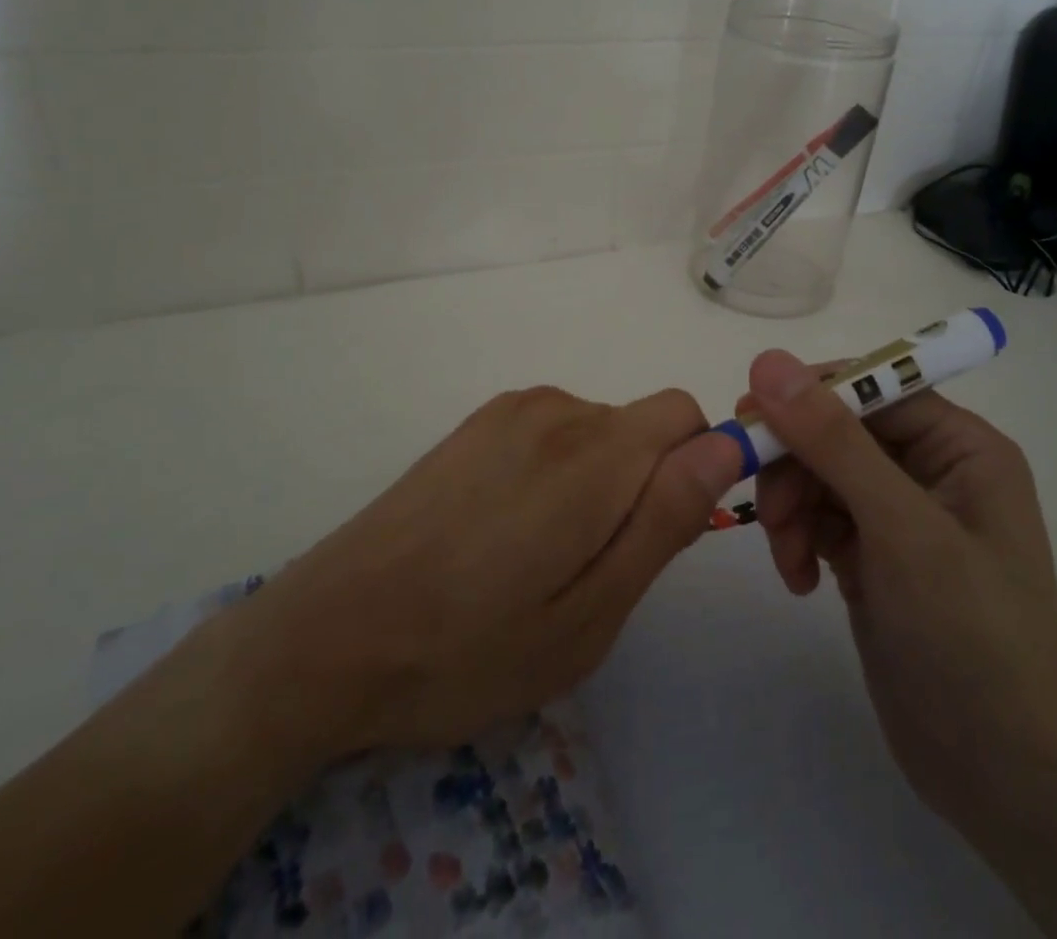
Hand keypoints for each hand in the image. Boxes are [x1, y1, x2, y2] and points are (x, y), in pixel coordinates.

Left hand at [240, 384, 738, 762]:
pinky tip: (503, 532)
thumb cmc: (470, 647)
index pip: (686, 415)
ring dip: (597, 482)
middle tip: (590, 570)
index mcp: (594, 453)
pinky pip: (552, 432)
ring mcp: (509, 411)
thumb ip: (664, 519)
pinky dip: (555, 471)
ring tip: (540, 559)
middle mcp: (556, 409)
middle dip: (642, 485)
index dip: (696, 467)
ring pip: (597, 430)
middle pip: (641, 426)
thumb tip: (725, 446)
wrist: (330, 634)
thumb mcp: (589, 614)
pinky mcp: (475, 424)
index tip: (663, 533)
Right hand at [742, 350, 1056, 843]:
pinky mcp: (872, 556)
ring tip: (789, 560)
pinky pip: (817, 518)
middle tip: (766, 510)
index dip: (811, 394)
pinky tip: (799, 582)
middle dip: (796, 467)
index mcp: (960, 446)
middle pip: (835, 431)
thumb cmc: (968, 635)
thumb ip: (833, 440)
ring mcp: (898, 515)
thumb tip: (769, 360)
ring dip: (790, 510)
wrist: (1002, 776)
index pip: (873, 387)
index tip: (751, 412)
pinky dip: (798, 541)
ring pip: (817, 475)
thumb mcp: (900, 527)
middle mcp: (930, 470)